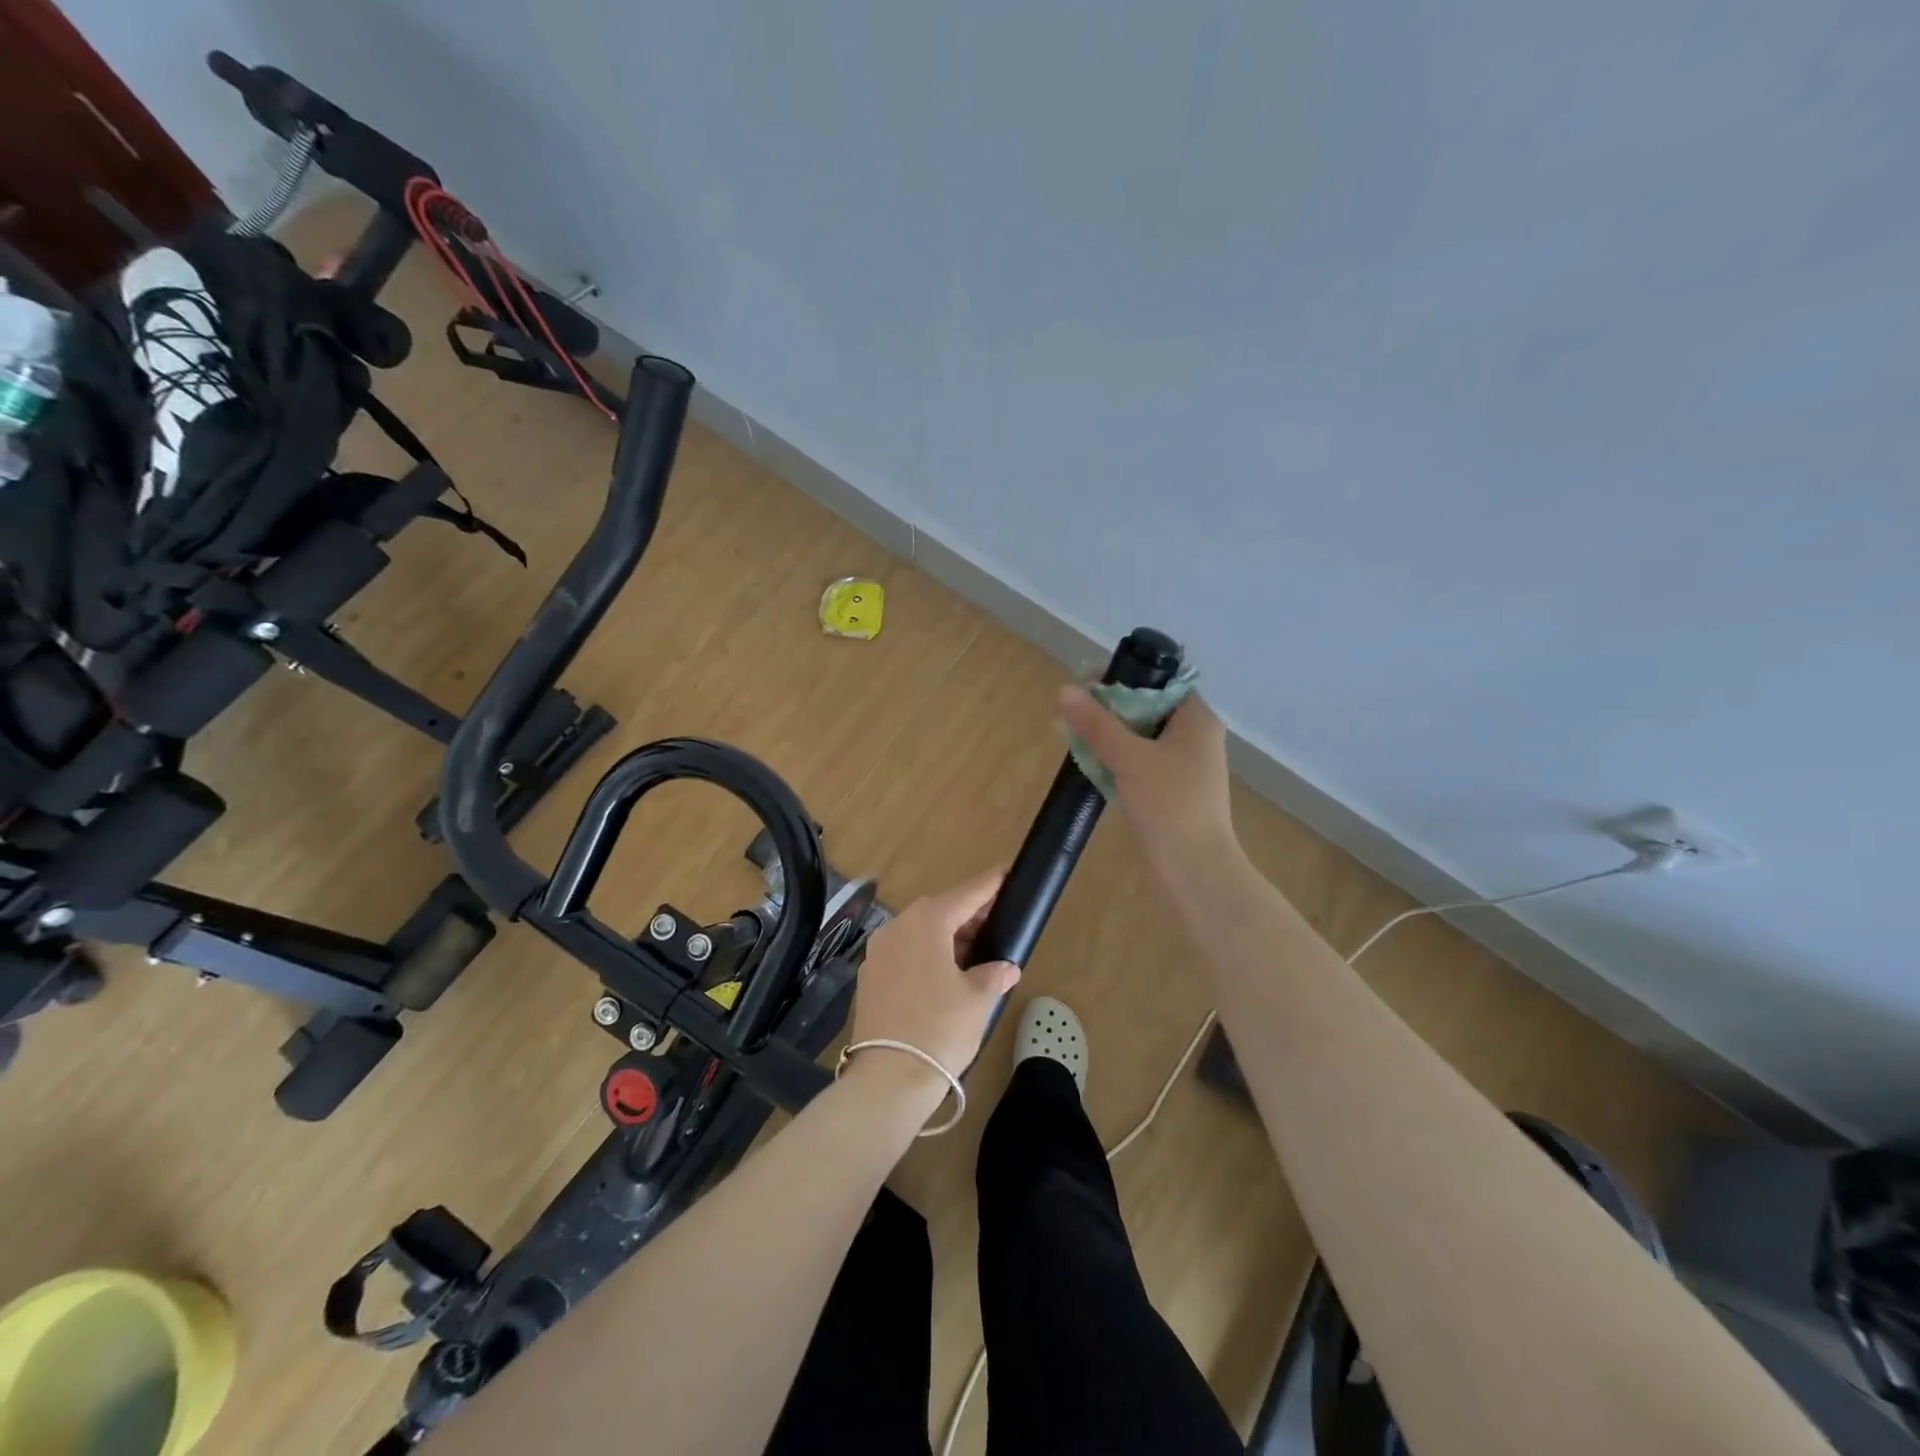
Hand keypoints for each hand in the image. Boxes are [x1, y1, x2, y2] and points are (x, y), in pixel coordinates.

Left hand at [848, 871, 1020, 1081]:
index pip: (965, 895)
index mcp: (926, 924)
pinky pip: (903, 951)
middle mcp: (897, 928)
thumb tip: (1005, 967)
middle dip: (966, 913)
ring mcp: (878, 952)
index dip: (989, 885)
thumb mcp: (978, 1000)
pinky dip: (924, 952)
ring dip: (944, 934)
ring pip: (918, 930)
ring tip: (972, 952)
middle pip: (938, 909)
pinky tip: (942, 973)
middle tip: (993, 924)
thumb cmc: (940, 1030)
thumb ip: (994, 974)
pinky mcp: (869, 976)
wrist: (888, 1078)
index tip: (1007, 872)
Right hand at [1059, 686, 1236, 881]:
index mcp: (1196, 721)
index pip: (1161, 683)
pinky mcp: (1170, 792)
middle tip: (1071, 708)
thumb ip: (1097, 724)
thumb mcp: (1129, 758)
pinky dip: (1115, 759)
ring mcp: (1182, 768)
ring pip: (1140, 739)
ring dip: (1107, 735)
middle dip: (1108, 708)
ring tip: (1068, 732)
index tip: (1088, 679)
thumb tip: (1065, 691)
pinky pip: (1138, 764)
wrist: (1194, 870)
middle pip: (1147, 709)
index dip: (1125, 677)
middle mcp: (1193, 739)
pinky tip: (1086, 761)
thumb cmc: (1169, 804)